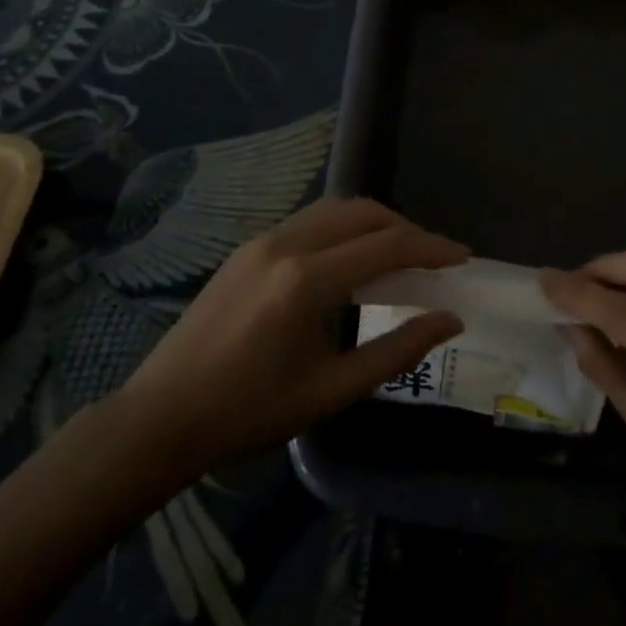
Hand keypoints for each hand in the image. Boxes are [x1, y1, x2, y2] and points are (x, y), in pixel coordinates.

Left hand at [110, 197, 465, 486]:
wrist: (162, 416)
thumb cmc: (249, 413)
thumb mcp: (332, 391)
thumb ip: (397, 351)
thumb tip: (450, 320)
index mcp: (306, 281)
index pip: (386, 246)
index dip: (431, 248)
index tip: (463, 256)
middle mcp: (286, 244)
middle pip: (363, 212)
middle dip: (406, 229)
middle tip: (434, 258)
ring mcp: (262, 240)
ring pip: (335, 209)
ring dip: (375, 223)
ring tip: (400, 254)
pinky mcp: (248, 246)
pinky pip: (310, 220)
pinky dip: (344, 228)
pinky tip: (352, 259)